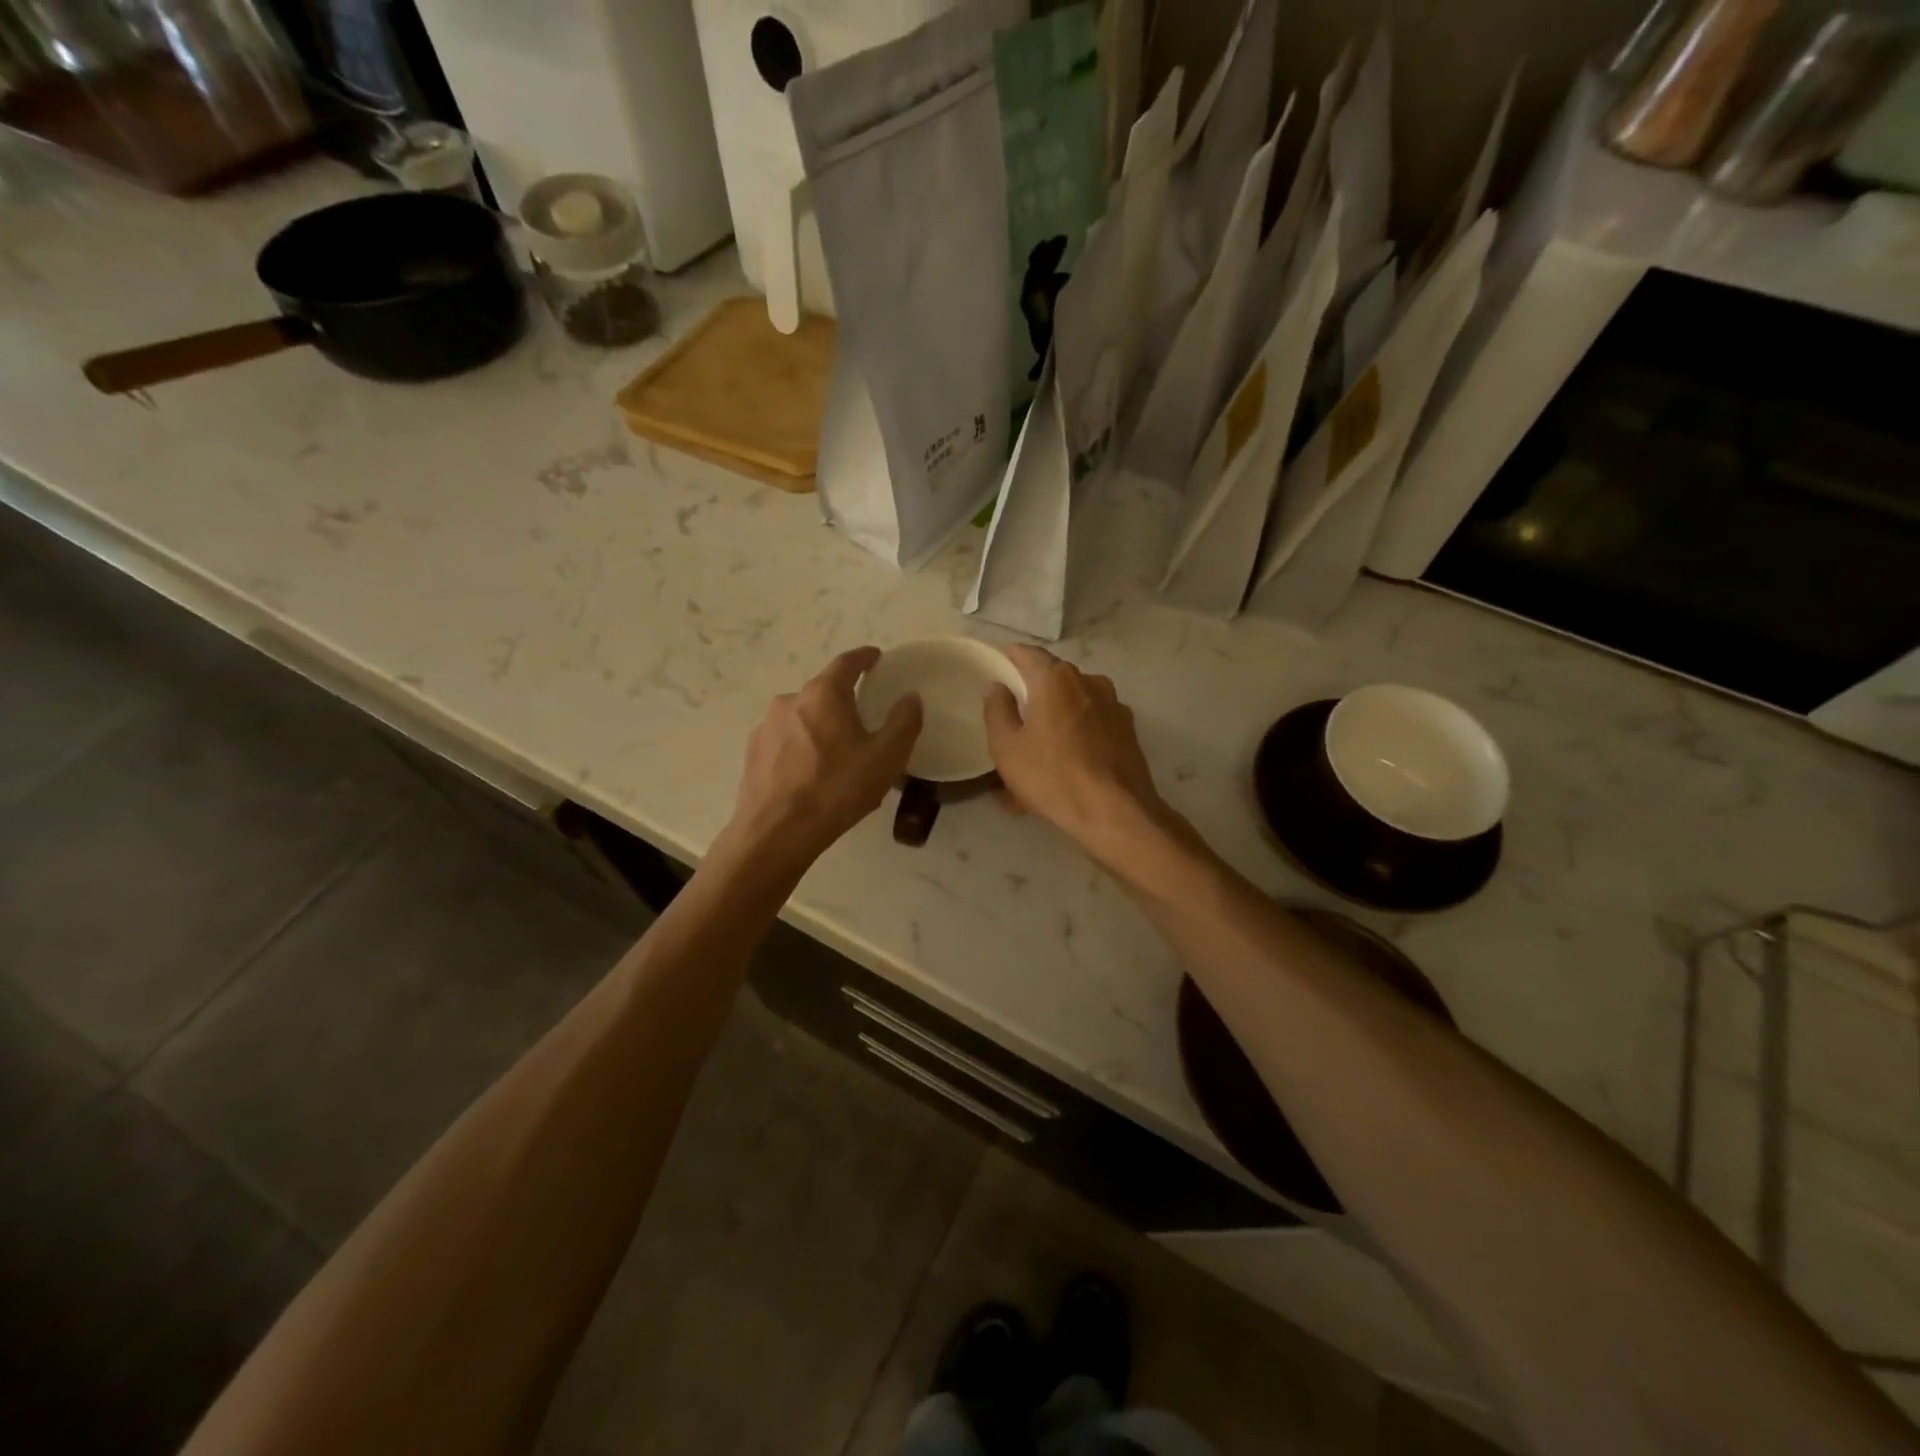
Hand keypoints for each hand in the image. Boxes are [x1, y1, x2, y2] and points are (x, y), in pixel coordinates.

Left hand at [722, 647, 922, 868]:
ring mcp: (766, 727)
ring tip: (837, 755)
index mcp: (823, 694)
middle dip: (843, 701)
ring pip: (802, 717)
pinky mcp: (753, 753)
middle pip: (823, 692)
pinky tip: (810, 774)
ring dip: (820, 727)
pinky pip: (785, 741)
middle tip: (862, 722)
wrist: (776, 833)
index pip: (847, 662)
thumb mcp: (885, 758)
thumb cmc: (836, 790)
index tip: (875, 658)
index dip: (864, 657)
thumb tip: (911, 697)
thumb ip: (903, 723)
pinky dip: (801, 748)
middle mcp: (790, 700)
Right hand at [983, 646, 1162, 858]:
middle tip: (1015, 721)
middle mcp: (1089, 681)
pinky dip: (1075, 740)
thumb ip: (997, 710)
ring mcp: (1113, 705)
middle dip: (1033, 697)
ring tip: (1038, 757)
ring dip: (1054, 723)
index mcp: (1056, 678)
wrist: (1115, 811)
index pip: (1028, 654)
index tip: (999, 667)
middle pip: (1053, 681)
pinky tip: (1064, 769)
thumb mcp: (1006, 746)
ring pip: (1073, 706)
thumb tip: (997, 687)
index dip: (1010, 658)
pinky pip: (1091, 727)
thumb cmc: (1052, 775)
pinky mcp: (1128, 730)